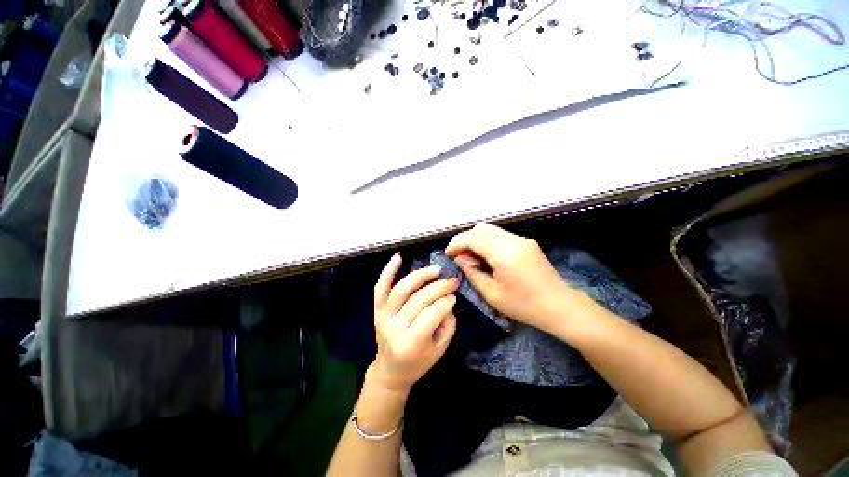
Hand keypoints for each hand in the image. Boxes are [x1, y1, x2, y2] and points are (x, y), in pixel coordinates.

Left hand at [370, 254, 458, 394]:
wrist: (390, 370)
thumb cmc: (418, 363)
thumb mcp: (439, 350)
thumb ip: (447, 325)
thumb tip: (448, 300)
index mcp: (411, 343)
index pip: (431, 314)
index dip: (445, 302)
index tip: (454, 296)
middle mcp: (394, 327)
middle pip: (418, 300)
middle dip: (439, 287)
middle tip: (452, 280)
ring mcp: (383, 316)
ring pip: (401, 290)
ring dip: (420, 276)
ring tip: (436, 269)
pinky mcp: (377, 310)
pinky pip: (380, 288)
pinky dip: (388, 271)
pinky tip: (398, 257)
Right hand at [445, 223, 576, 329]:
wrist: (560, 306)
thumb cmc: (525, 306)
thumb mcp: (492, 294)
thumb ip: (473, 272)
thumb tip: (460, 259)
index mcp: (505, 254)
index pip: (473, 237)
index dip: (457, 243)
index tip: (448, 254)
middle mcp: (514, 240)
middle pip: (481, 228)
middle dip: (465, 239)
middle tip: (458, 255)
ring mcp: (522, 239)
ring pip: (490, 230)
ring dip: (476, 240)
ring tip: (471, 257)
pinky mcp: (526, 242)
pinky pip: (500, 236)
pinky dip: (488, 242)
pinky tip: (486, 257)